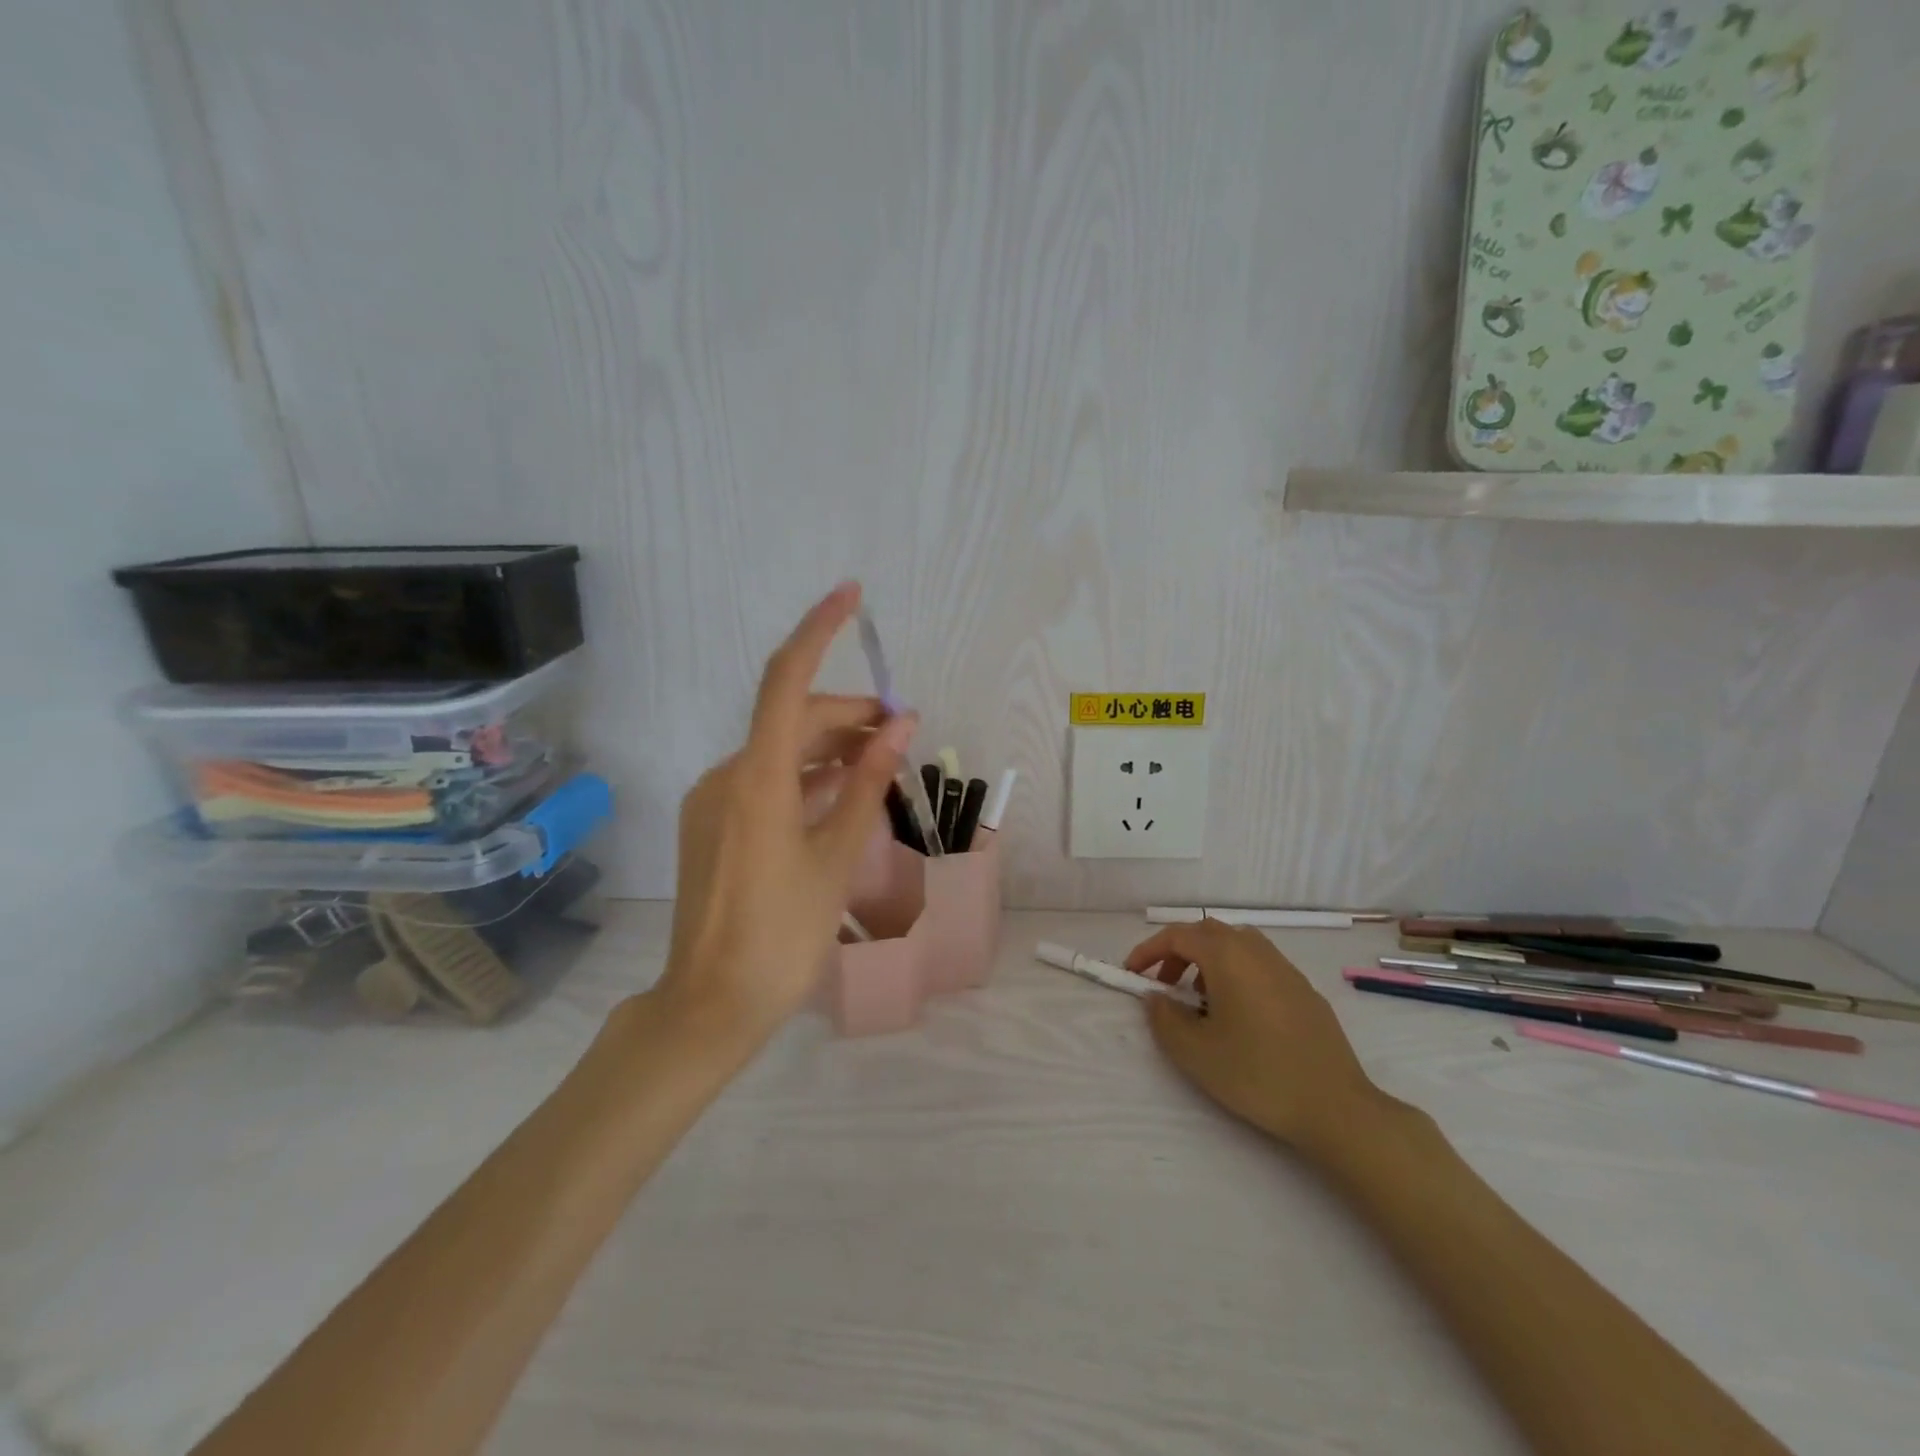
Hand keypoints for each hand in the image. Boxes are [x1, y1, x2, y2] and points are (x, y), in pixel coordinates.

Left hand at [650, 582, 916, 1047]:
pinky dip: (806, 776)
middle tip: (902, 735)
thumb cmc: (782, 934)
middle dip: (849, 715)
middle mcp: (727, 776)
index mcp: (757, 778)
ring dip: (830, 748)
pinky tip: (841, 793)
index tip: (851, 594)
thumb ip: (865, 783)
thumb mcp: (836, 856)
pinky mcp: (712, 823)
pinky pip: (766, 780)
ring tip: (881, 765)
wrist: (712, 1003)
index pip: (787, 681)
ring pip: (780, 751)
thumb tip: (899, 726)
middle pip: (793, 719)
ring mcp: (714, 800)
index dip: (818, 631)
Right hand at [1125, 920, 1387, 1157]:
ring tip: (1199, 1001)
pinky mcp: (1305, 990)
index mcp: (1227, 956)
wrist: (1336, 1107)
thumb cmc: (1257, 1074)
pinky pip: (1259, 965)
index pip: (1177, 935)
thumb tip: (1156, 997)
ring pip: (1236, 946)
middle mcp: (1256, 951)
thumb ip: (1165, 1018)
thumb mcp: (1195, 1053)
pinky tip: (1238, 1015)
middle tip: (1164, 986)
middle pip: (1207, 933)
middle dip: (1178, 953)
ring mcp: (1285, 968)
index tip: (1132, 974)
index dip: (1148, 951)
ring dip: (1208, 962)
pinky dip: (1236, 974)